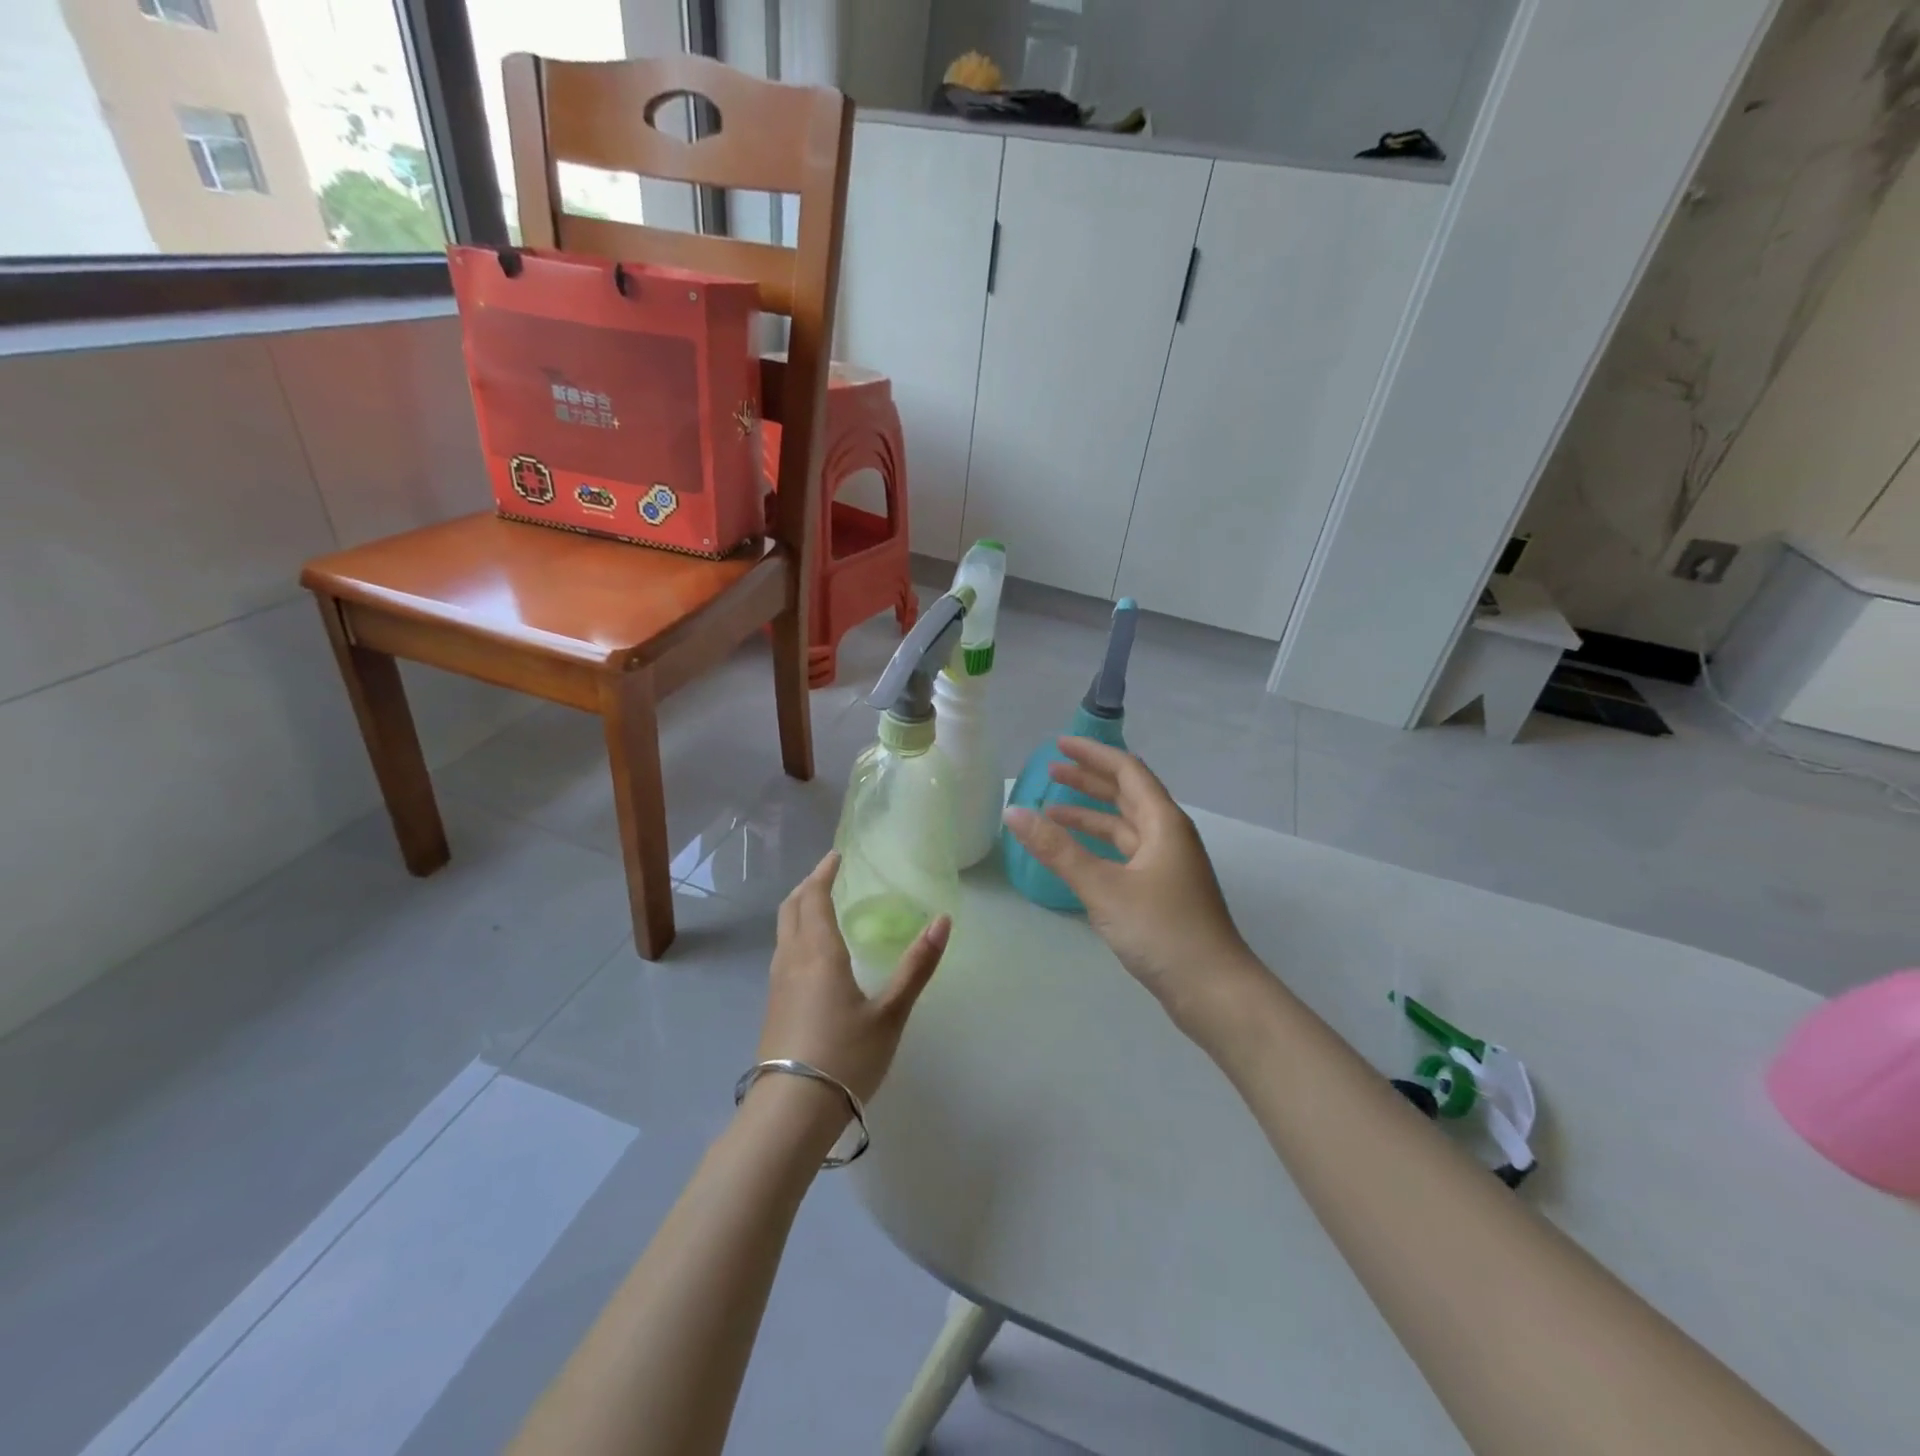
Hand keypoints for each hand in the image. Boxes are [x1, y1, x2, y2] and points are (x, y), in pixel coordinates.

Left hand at [757, 851, 949, 1105]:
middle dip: (808, 885)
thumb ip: (916, 966)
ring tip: (819, 904)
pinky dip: (794, 933)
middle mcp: (792, 960)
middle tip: (827, 873)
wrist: (791, 1111)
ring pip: (782, 930)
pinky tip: (811, 952)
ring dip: (798, 908)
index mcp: (819, 953)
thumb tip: (943, 921)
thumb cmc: (845, 1056)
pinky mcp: (773, 1006)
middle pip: (791, 908)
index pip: (815, 898)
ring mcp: (777, 984)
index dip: (824, 873)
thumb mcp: (890, 1013)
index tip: (836, 856)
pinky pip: (781, 952)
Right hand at [1003, 737, 1256, 1027]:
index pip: (1126, 771)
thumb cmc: (1162, 930)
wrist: (1212, 990)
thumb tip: (1014, 812)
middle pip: (1126, 795)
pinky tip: (1075, 856)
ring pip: (1124, 827)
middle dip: (1089, 781)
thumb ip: (1057, 850)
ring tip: (1050, 812)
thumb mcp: (1103, 887)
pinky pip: (1125, 853)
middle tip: (1049, 772)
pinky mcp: (1162, 891)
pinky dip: (1098, 847)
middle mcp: (1168, 836)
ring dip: (1090, 816)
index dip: (1092, 755)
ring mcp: (1167, 865)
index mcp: (1163, 823)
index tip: (1058, 746)